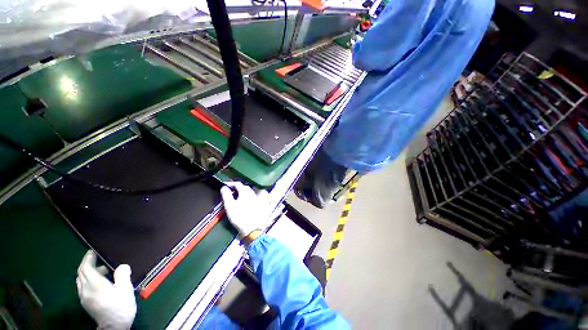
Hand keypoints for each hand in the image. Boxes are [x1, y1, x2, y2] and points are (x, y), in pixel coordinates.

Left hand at [76, 250, 136, 329]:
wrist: (114, 326)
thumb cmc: (121, 306)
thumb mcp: (126, 289)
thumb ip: (122, 275)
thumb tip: (122, 265)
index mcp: (94, 285)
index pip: (85, 267)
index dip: (88, 258)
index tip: (93, 251)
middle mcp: (85, 289)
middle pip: (81, 273)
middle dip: (87, 264)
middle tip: (98, 259)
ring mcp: (84, 297)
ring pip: (80, 280)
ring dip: (88, 272)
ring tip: (102, 271)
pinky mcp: (85, 302)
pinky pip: (82, 287)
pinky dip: (88, 280)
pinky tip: (99, 283)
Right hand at [220, 182, 269, 238]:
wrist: (251, 228)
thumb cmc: (239, 216)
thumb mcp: (229, 205)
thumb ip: (226, 195)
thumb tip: (224, 187)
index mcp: (245, 192)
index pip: (238, 184)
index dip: (230, 183)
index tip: (224, 185)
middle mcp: (252, 193)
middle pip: (244, 187)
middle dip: (236, 187)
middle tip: (229, 191)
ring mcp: (256, 198)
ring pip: (248, 192)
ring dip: (241, 192)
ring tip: (235, 196)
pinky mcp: (258, 204)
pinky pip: (251, 197)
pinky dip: (246, 196)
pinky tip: (242, 202)